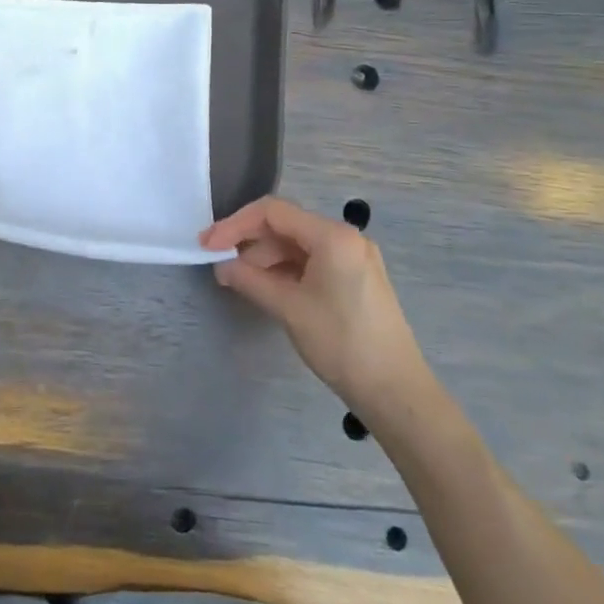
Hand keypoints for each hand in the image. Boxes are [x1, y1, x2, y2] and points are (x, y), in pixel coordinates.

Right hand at [202, 197, 426, 407]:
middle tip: (218, 263)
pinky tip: (266, 287)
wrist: (395, 391)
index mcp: (333, 236)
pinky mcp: (356, 278)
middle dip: (249, 241)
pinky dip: (286, 270)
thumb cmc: (341, 343)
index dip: (235, 224)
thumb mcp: (289, 308)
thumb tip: (221, 266)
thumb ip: (250, 280)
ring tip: (239, 280)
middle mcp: (346, 237)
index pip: (273, 212)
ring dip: (266, 257)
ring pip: (298, 244)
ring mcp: (354, 257)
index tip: (208, 245)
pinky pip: (313, 261)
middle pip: (286, 226)